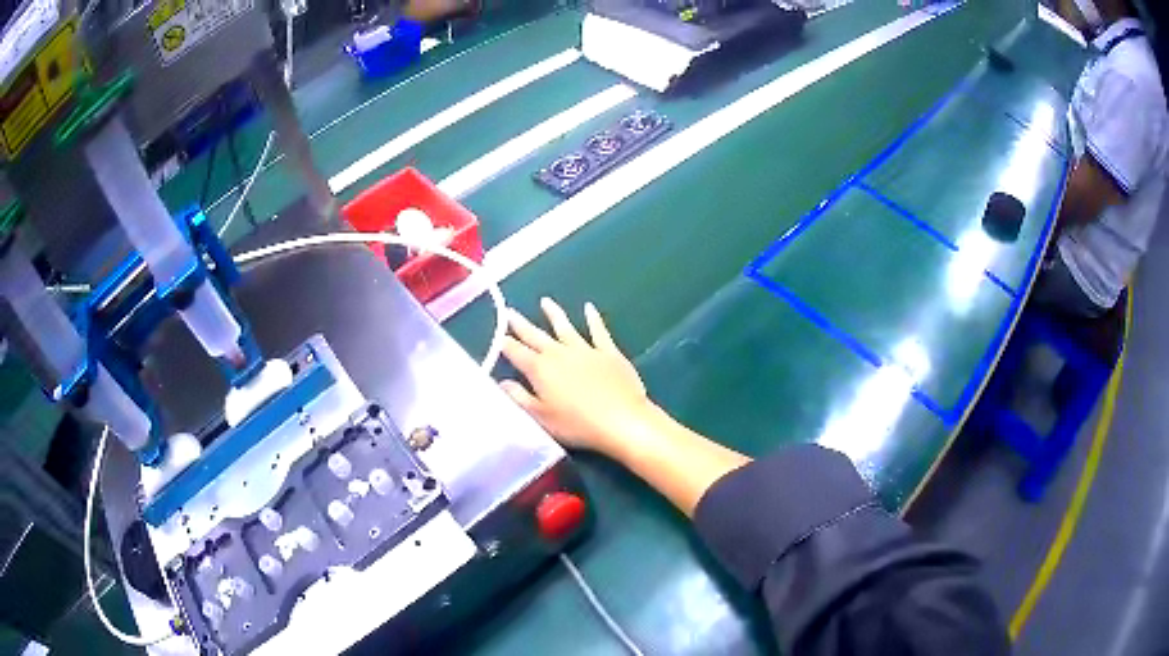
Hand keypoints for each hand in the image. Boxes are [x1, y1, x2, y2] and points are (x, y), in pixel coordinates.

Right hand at [499, 298, 654, 456]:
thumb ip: (520, 398)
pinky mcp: (608, 351)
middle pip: (536, 336)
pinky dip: (593, 319)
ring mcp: (585, 350)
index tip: (495, 335)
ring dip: (554, 314)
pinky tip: (589, 308)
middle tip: (509, 311)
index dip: (504, 343)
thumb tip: (502, 382)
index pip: (516, 352)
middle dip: (521, 324)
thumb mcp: (541, 417)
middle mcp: (559, 353)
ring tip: (545, 301)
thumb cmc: (577, 424)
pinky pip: (598, 331)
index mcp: (540, 370)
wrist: (622, 419)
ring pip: (564, 327)